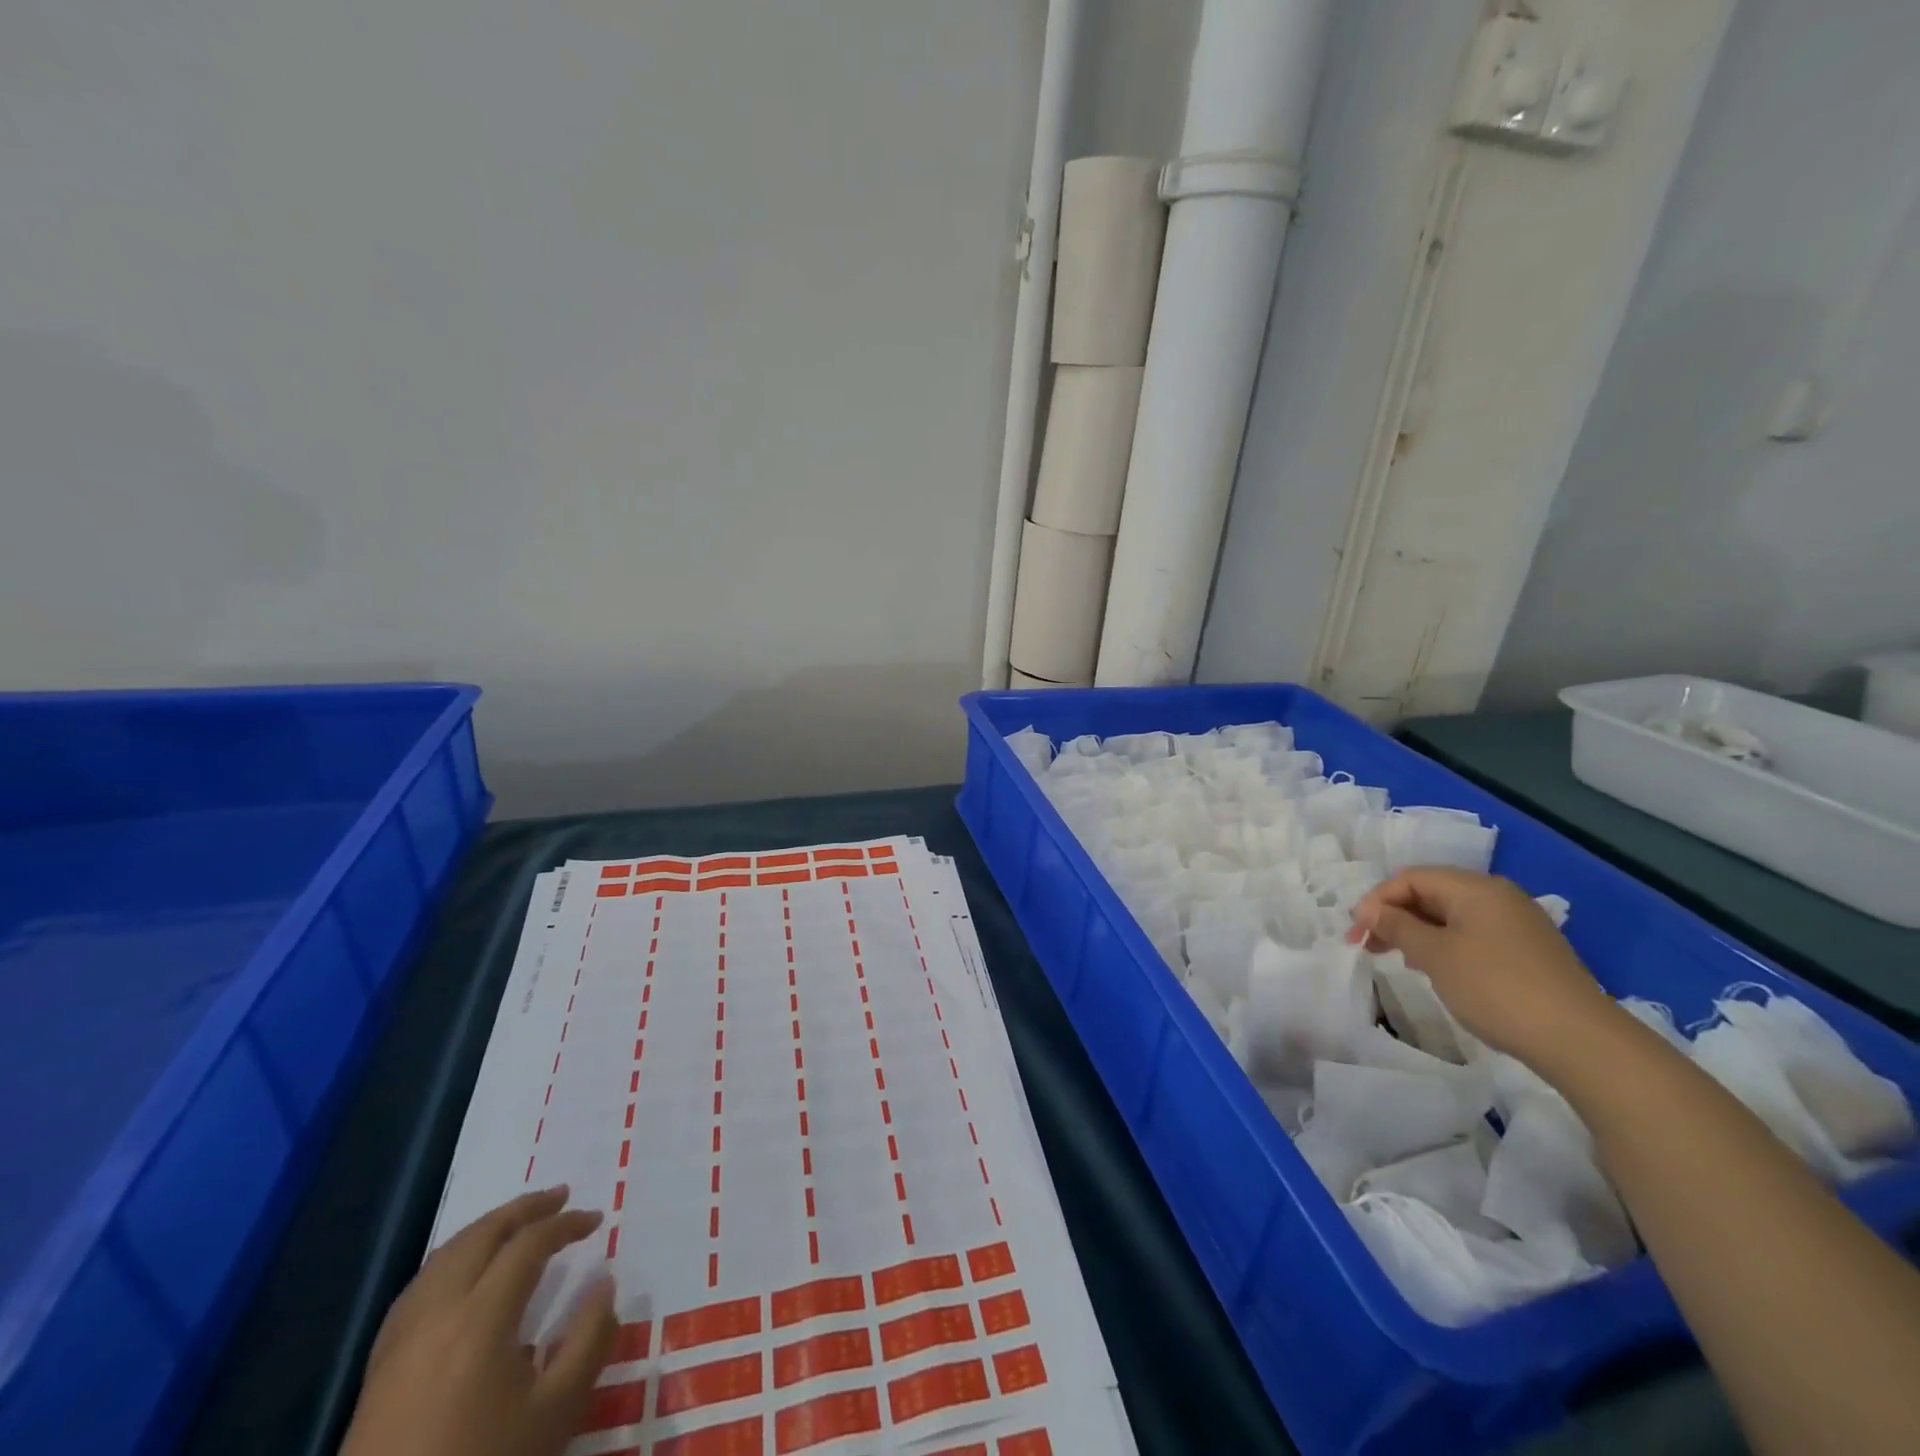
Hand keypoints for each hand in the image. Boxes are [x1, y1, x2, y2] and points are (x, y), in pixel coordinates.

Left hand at [341, 1187, 616, 1455]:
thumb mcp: (555, 1413)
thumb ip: (589, 1341)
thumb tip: (604, 1283)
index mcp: (481, 1317)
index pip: (529, 1244)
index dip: (566, 1224)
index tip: (596, 1220)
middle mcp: (438, 1311)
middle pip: (481, 1235)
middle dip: (524, 1208)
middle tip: (559, 1196)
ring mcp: (401, 1337)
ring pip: (445, 1255)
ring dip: (487, 1228)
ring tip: (517, 1224)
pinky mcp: (379, 1365)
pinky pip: (419, 1285)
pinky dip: (453, 1258)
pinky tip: (463, 1273)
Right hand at [1348, 867, 1617, 1066]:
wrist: (1580, 1041)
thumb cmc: (1496, 988)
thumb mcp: (1435, 955)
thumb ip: (1397, 927)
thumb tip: (1368, 910)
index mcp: (1475, 888)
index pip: (1411, 878)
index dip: (1377, 901)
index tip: (1356, 933)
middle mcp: (1498, 896)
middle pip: (1431, 893)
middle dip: (1395, 916)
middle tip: (1368, 946)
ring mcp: (1517, 924)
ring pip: (1451, 916)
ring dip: (1417, 932)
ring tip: (1399, 959)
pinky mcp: (1527, 951)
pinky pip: (1472, 934)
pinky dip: (1445, 945)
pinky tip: (1438, 970)